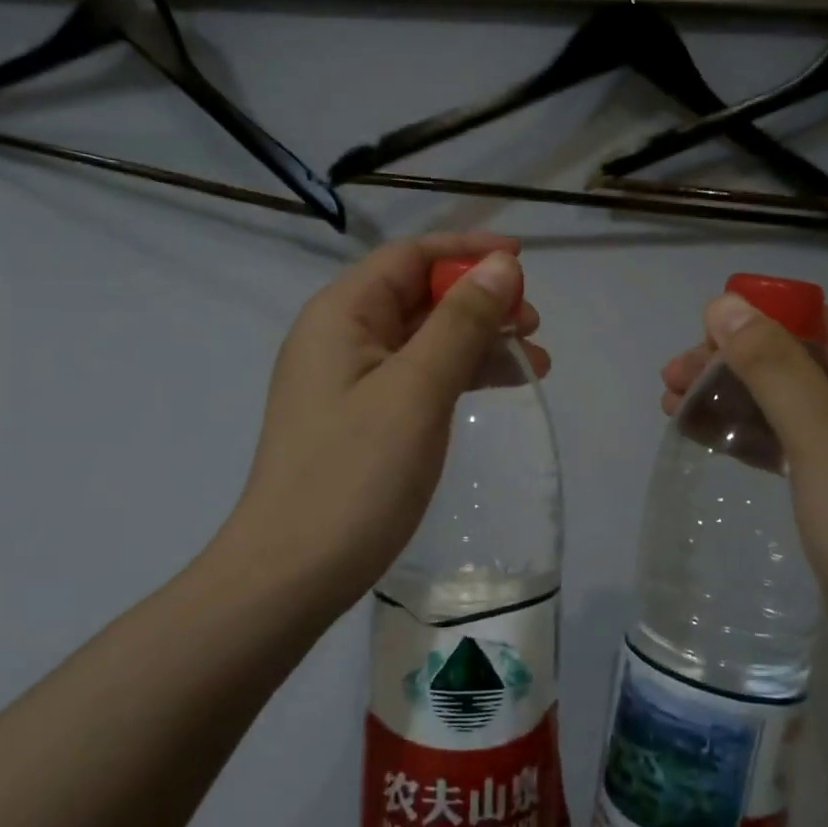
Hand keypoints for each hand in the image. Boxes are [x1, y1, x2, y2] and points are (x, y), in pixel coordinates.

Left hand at [228, 234, 546, 612]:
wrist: (291, 575)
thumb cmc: (355, 474)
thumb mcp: (417, 390)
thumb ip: (461, 322)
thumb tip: (501, 265)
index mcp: (342, 314)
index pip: (411, 257)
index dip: (468, 251)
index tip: (523, 261)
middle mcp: (341, 335)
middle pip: (420, 295)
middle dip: (480, 300)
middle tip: (533, 325)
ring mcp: (349, 379)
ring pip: (425, 337)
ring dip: (478, 339)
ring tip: (535, 360)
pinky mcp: (362, 416)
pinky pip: (419, 375)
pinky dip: (461, 373)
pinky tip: (501, 384)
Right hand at [660, 295, 827, 671]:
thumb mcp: (824, 440)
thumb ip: (775, 368)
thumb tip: (725, 304)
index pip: (823, 326)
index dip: (762, 320)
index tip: (702, 334)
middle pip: (798, 363)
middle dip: (734, 364)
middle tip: (671, 379)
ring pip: (786, 405)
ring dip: (732, 398)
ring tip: (671, 406)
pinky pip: (787, 445)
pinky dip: (747, 436)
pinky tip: (706, 437)